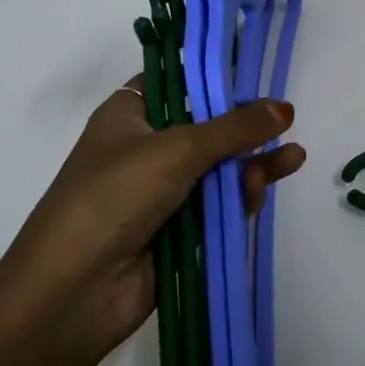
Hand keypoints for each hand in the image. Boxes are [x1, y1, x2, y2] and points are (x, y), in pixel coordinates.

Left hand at [0, 81, 305, 363]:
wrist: (72, 293)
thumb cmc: (115, 197)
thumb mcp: (178, 149)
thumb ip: (236, 128)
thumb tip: (285, 108)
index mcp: (129, 116)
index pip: (177, 82)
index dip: (213, 77)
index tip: (254, 72)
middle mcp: (145, 148)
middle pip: (207, 125)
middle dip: (245, 125)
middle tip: (284, 120)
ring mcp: (162, 191)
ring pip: (219, 167)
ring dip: (253, 162)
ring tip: (293, 158)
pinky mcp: (179, 228)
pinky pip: (219, 204)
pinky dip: (242, 195)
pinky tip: (263, 188)